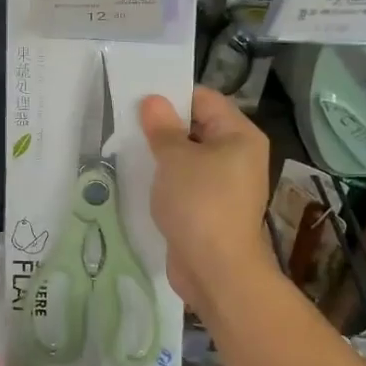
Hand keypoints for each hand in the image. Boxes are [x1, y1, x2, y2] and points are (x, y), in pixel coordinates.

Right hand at [139, 87, 274, 320]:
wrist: (216, 270)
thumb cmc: (199, 203)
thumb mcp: (175, 158)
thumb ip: (162, 127)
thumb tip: (153, 101)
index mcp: (240, 136)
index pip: (205, 99)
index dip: (172, 96)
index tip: (138, 100)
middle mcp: (238, 156)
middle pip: (197, 127)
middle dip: (163, 126)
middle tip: (126, 122)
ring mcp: (225, 185)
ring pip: (189, 158)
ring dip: (162, 155)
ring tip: (128, 148)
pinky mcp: (210, 209)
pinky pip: (186, 183)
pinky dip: (166, 180)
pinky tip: (140, 179)